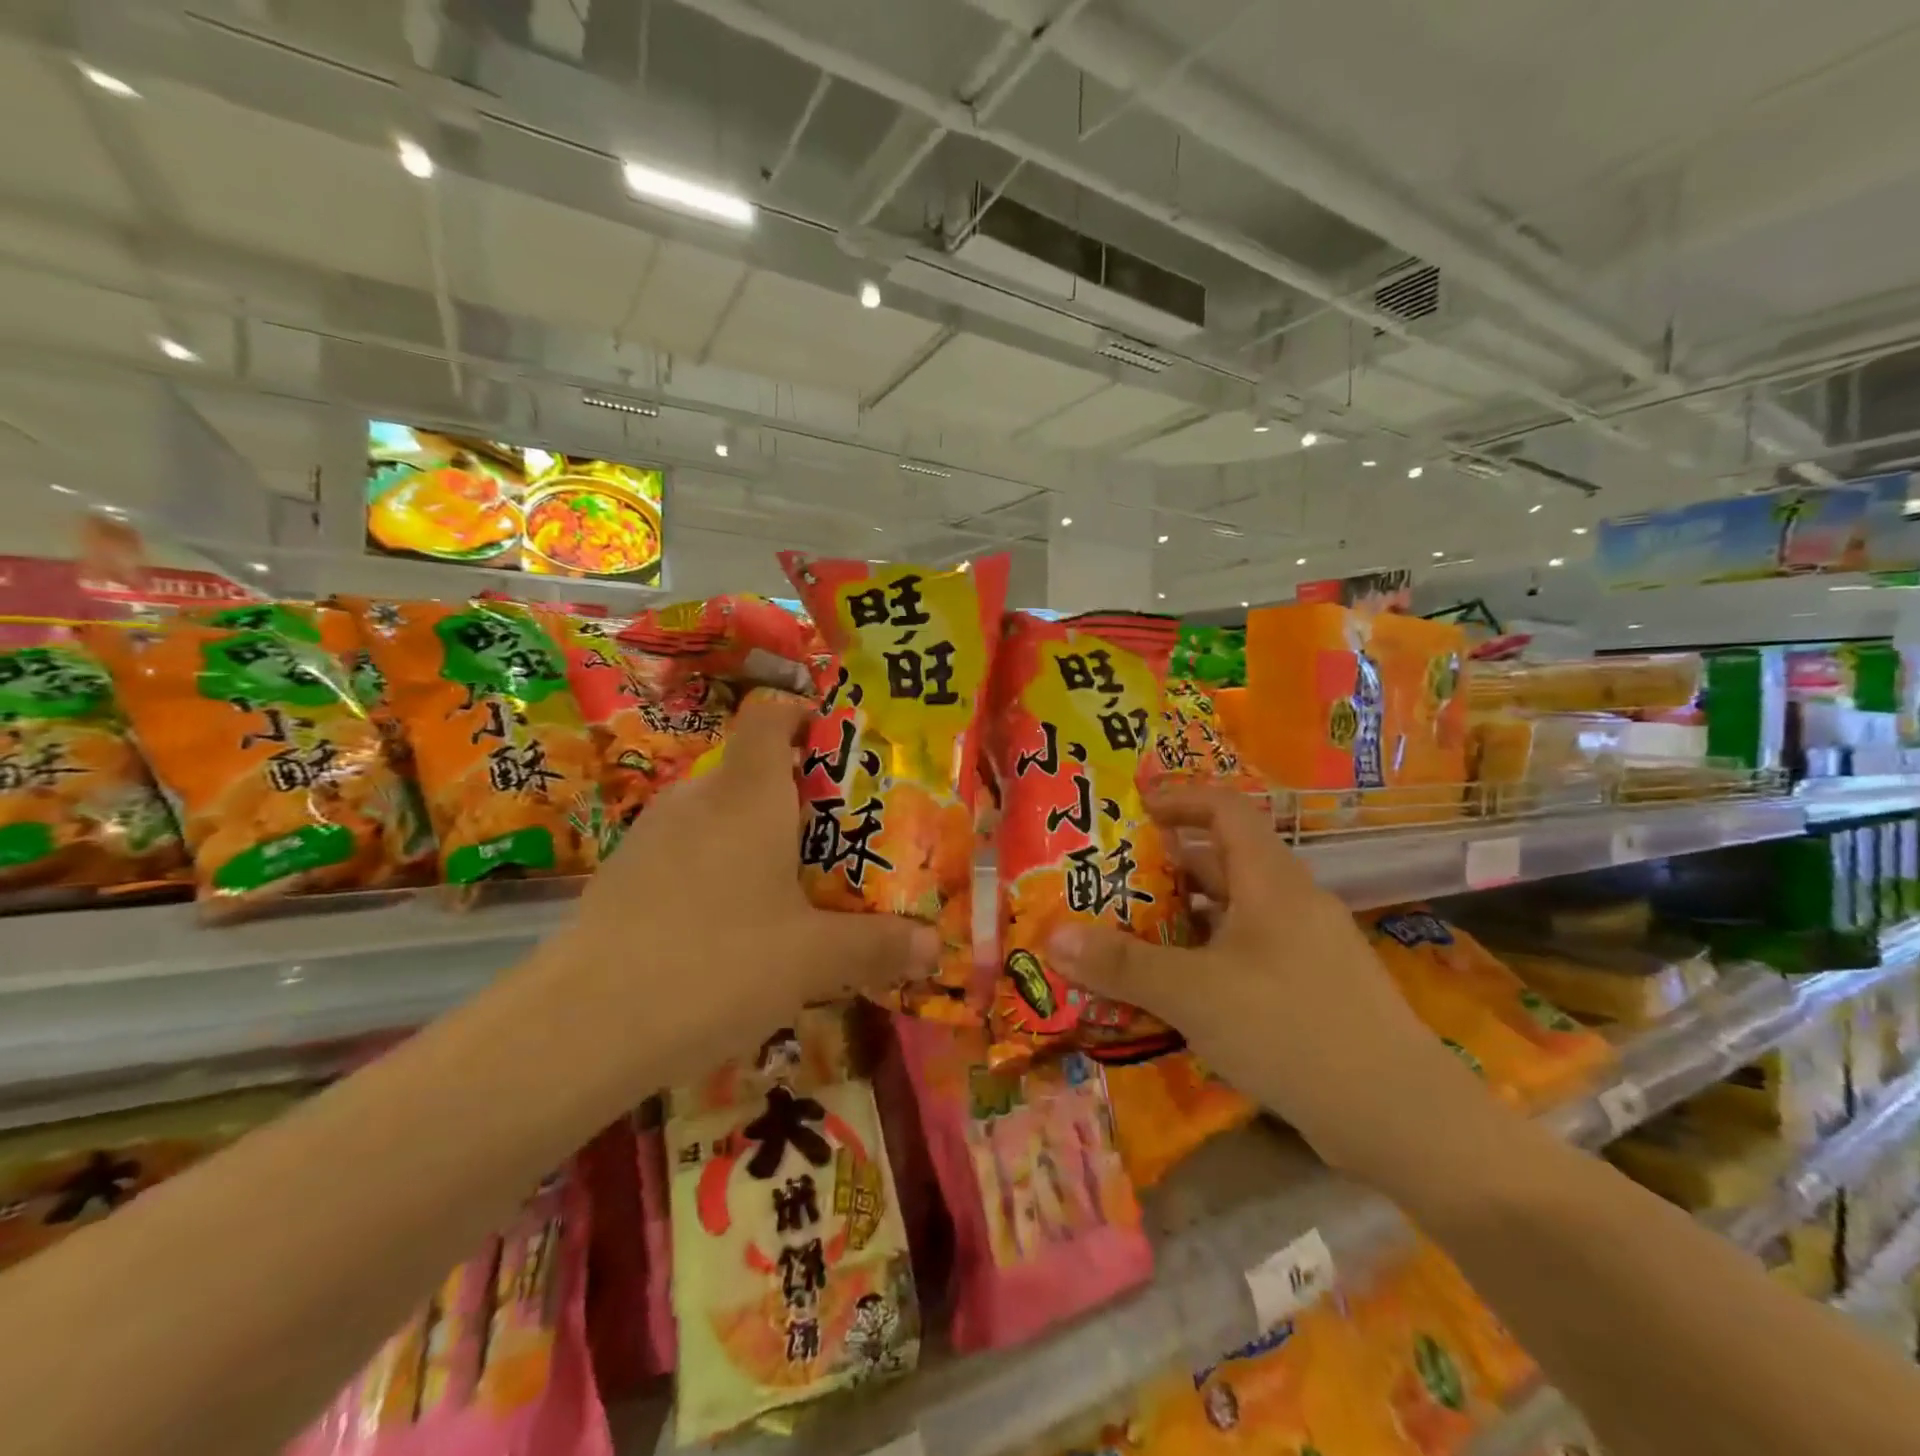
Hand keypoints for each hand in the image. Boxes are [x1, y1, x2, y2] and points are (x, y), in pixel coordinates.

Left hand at [533, 693, 938, 1096]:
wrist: (580, 1028)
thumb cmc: (716, 964)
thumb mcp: (813, 959)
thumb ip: (878, 946)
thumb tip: (935, 948)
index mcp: (747, 791)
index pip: (770, 713)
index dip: (806, 714)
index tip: (843, 748)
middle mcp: (697, 797)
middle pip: (754, 770)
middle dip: (803, 799)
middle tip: (843, 841)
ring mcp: (652, 835)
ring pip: (721, 817)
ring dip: (761, 841)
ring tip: (796, 892)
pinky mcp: (624, 875)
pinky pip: (689, 854)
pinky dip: (720, 872)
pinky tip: (734, 932)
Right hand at [1046, 785, 1490, 1182]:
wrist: (1401, 1119)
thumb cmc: (1290, 1028)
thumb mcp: (1193, 993)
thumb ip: (1121, 964)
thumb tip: (1053, 936)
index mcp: (1271, 881)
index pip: (1225, 809)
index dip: (1179, 798)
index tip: (1134, 808)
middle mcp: (1292, 902)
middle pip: (1225, 861)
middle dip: (1168, 865)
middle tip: (1113, 879)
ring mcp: (1309, 948)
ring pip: (1236, 912)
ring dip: (1186, 916)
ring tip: (1132, 931)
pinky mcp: (1315, 990)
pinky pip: (1251, 953)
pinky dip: (1210, 956)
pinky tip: (1180, 990)